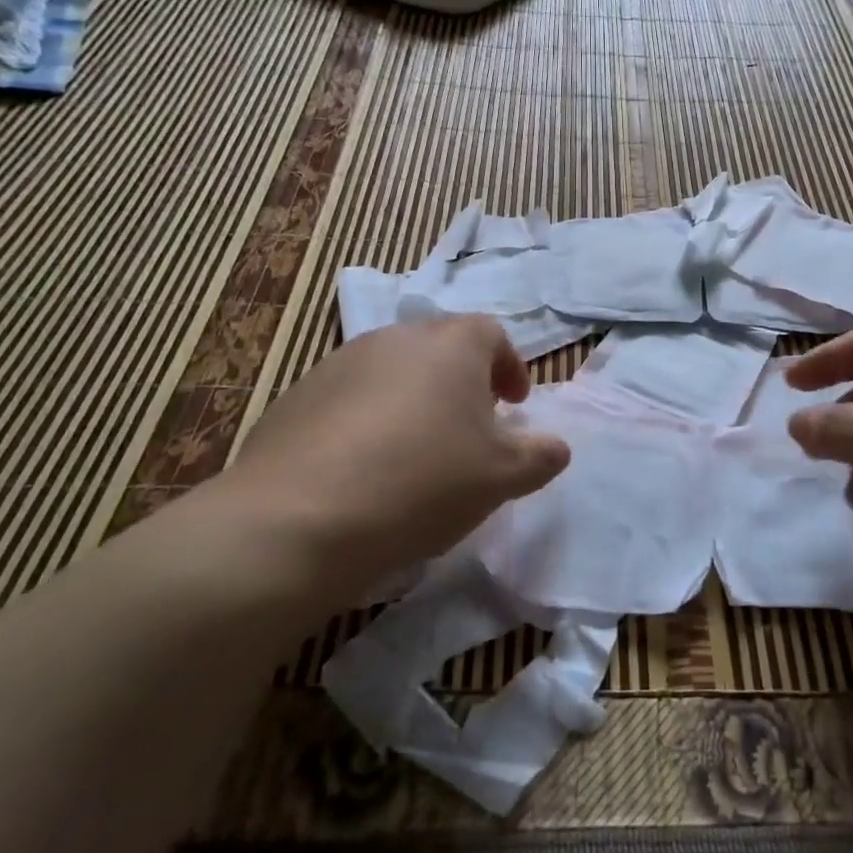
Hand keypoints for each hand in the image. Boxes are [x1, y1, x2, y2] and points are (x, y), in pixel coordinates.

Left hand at [221, 317, 570, 595]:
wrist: (296, 519)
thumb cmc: (421, 482)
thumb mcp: (500, 477)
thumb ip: (539, 456)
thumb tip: (556, 446)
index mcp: (451, 344)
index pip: (492, 334)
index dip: (509, 366)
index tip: (514, 406)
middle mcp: (396, 338)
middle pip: (441, 347)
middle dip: (462, 382)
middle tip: (470, 429)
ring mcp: (340, 362)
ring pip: (393, 370)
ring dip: (414, 400)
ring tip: (415, 451)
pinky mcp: (297, 395)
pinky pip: (349, 398)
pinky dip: (368, 420)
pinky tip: (363, 469)